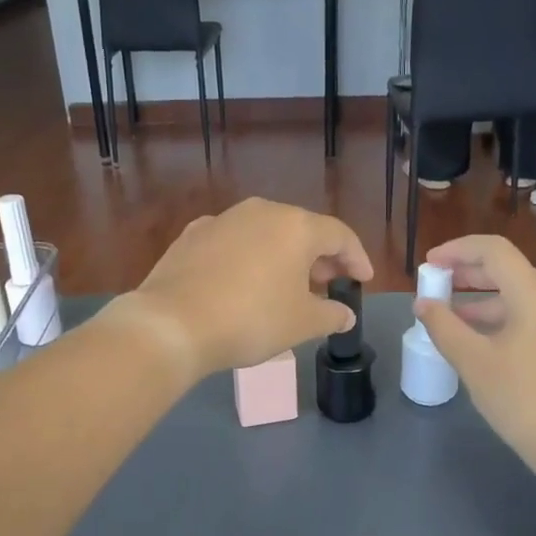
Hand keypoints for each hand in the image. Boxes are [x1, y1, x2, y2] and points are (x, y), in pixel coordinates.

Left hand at [112, 198, 372, 379]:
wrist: (172, 324)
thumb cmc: (251, 320)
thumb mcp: (301, 323)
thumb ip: (331, 315)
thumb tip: (344, 314)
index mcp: (296, 226)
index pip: (339, 235)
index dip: (356, 259)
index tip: (362, 281)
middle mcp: (261, 212)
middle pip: (302, 229)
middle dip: (320, 258)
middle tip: (329, 284)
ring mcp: (222, 220)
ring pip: (265, 233)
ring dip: (283, 256)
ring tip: (288, 285)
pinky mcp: (192, 236)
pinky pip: (233, 242)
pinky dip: (248, 258)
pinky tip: (244, 282)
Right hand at [414, 235, 535, 509]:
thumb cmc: (523, 401)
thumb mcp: (474, 362)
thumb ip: (444, 326)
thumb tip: (423, 304)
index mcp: (535, 295)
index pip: (493, 250)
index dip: (456, 250)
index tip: (427, 265)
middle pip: (506, 270)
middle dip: (466, 273)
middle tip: (432, 286)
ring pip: (517, 296)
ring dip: (480, 299)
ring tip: (446, 317)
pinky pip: (529, 316)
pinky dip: (499, 318)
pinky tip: (476, 340)